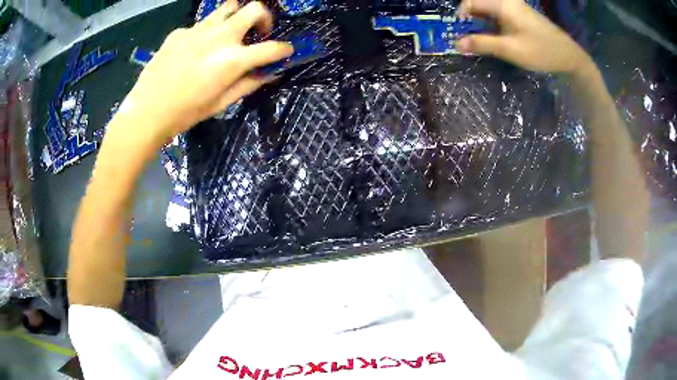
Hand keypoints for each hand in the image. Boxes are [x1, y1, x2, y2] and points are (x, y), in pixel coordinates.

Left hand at [113, 0, 292, 147]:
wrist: (146, 112)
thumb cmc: (185, 113)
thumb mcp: (221, 103)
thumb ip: (248, 84)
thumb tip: (270, 73)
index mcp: (232, 60)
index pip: (272, 47)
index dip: (284, 49)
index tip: (286, 51)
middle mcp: (220, 37)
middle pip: (254, 9)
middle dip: (264, 17)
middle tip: (258, 33)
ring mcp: (198, 30)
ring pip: (228, 7)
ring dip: (236, 17)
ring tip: (229, 34)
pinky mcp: (180, 31)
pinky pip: (201, 24)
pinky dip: (206, 33)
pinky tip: (194, 50)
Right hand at [455, 0, 591, 74]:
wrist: (569, 56)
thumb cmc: (541, 51)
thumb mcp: (510, 50)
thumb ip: (483, 44)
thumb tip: (457, 44)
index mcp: (502, 4)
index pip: (470, 2)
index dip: (460, 16)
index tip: (460, 33)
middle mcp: (507, 2)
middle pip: (478, 4)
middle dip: (469, 20)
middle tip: (467, 39)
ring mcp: (515, 8)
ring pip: (488, 10)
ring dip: (480, 24)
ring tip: (480, 41)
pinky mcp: (520, 15)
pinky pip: (499, 15)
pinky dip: (492, 26)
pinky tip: (495, 39)